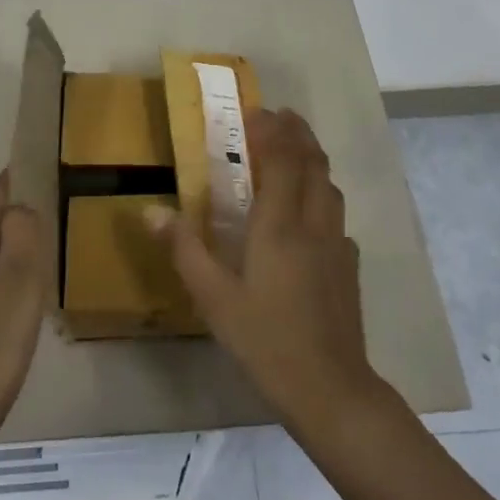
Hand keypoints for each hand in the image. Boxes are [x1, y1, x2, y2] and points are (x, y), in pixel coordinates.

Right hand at [149, 108, 387, 436]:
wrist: (331, 389)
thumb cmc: (266, 340)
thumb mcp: (214, 298)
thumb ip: (184, 249)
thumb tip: (150, 210)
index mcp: (280, 224)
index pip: (282, 159)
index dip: (272, 130)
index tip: (256, 111)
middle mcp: (314, 223)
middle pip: (313, 163)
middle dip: (298, 133)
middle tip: (279, 116)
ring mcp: (337, 244)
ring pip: (329, 185)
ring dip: (313, 158)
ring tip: (295, 150)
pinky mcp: (349, 265)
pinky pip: (336, 214)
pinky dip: (322, 194)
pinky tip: (311, 213)